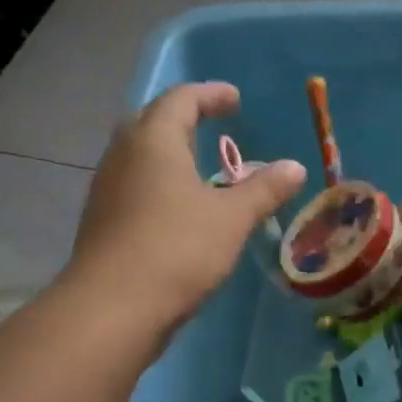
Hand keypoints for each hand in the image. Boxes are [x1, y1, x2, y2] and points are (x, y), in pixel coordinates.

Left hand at [65, 82, 305, 334]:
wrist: (115, 306)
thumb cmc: (178, 249)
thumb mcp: (232, 218)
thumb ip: (264, 190)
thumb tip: (295, 167)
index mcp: (154, 141)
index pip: (181, 100)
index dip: (210, 95)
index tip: (234, 99)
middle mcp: (124, 155)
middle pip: (152, 122)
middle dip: (185, 119)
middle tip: (214, 125)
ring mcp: (109, 189)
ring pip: (141, 156)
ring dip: (171, 153)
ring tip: (202, 167)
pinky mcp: (105, 220)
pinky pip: (136, 185)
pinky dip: (162, 183)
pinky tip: (181, 207)